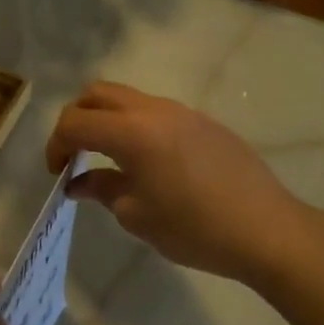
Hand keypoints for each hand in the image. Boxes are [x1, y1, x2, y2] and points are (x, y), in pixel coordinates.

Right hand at [47, 81, 312, 285]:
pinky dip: (134, 126)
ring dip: (106, 119)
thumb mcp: (138, 215)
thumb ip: (103, 190)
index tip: (57, 173)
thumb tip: (79, 182)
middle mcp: (154, 110)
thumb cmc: (195, 228)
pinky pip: (155, 112)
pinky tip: (145, 162)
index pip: (75, 122)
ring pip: (128, 98)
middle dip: (76, 119)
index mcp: (132, 132)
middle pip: (97, 94)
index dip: (56, 145)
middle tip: (74, 154)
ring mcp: (182, 112)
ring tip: (107, 158)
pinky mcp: (203, 122)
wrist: (268, 230)